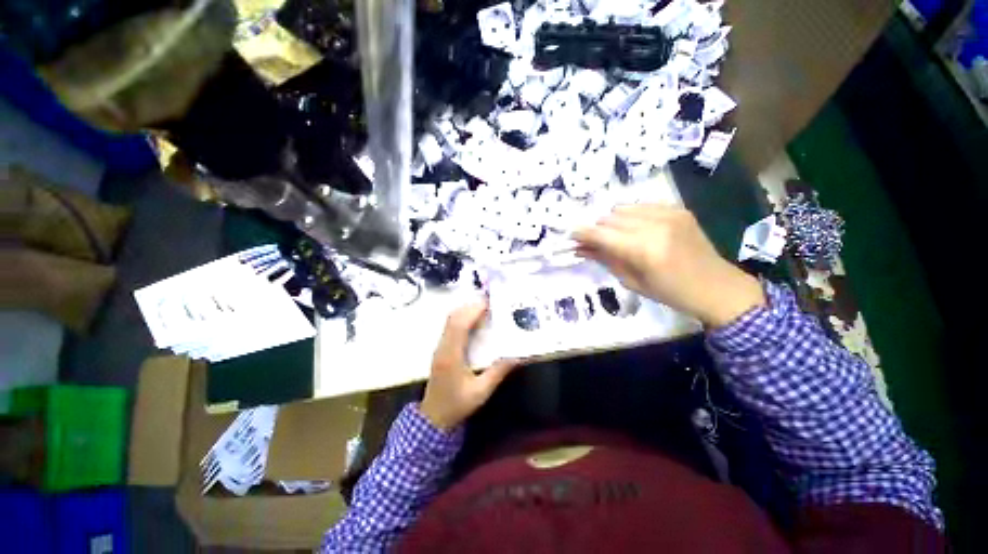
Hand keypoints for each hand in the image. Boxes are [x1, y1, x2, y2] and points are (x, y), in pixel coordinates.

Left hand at [420, 301, 518, 429]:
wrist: (433, 417)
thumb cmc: (457, 405)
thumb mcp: (481, 392)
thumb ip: (498, 372)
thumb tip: (518, 356)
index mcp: (452, 355)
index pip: (460, 325)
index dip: (473, 311)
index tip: (490, 303)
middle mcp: (443, 346)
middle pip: (453, 317)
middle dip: (471, 306)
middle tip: (491, 302)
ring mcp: (440, 346)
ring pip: (450, 320)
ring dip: (466, 310)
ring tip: (485, 307)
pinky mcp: (441, 348)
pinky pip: (450, 326)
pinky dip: (462, 317)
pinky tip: (475, 320)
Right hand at [574, 204, 764, 327]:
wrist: (717, 286)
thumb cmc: (670, 292)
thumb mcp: (632, 281)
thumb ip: (604, 260)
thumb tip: (580, 249)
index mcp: (643, 249)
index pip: (601, 234)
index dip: (582, 234)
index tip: (571, 237)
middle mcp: (655, 225)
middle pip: (609, 217)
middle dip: (598, 229)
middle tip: (595, 242)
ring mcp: (668, 213)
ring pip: (623, 208)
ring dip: (613, 222)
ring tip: (618, 237)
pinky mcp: (677, 209)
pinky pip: (642, 205)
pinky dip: (631, 216)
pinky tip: (637, 230)